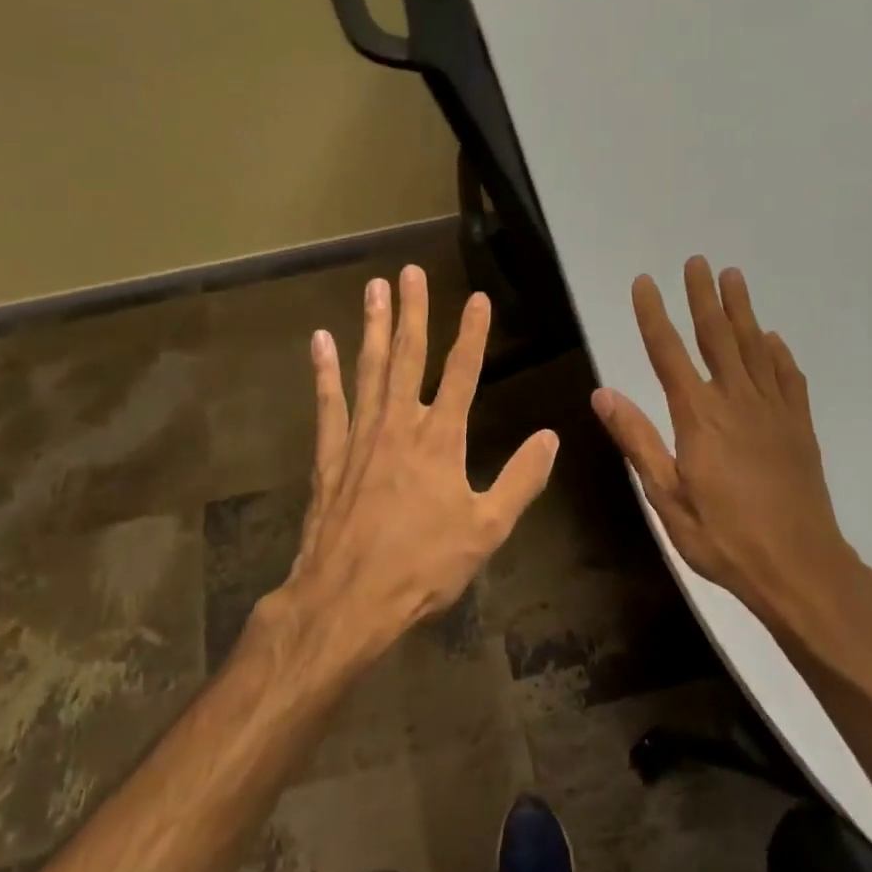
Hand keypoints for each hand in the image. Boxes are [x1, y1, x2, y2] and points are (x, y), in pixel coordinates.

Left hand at [278, 264, 558, 655]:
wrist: (348, 600)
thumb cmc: (423, 566)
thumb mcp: (487, 530)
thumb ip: (520, 480)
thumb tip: (550, 438)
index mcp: (441, 439)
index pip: (462, 373)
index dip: (472, 334)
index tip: (477, 298)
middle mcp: (400, 425)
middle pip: (409, 357)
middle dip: (413, 312)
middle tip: (409, 271)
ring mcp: (361, 437)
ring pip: (369, 369)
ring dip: (373, 327)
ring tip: (373, 288)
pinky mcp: (330, 456)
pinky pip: (328, 404)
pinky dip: (324, 372)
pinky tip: (321, 341)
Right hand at [591, 257, 871, 629]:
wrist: (800, 568)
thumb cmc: (724, 537)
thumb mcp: (667, 498)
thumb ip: (637, 440)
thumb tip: (603, 393)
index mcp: (698, 417)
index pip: (668, 353)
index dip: (653, 315)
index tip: (644, 282)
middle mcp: (736, 402)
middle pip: (716, 337)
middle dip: (703, 297)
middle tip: (697, 261)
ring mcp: (773, 411)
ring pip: (754, 348)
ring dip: (742, 310)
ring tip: (734, 277)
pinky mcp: (799, 427)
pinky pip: (788, 378)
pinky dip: (779, 353)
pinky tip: (773, 339)